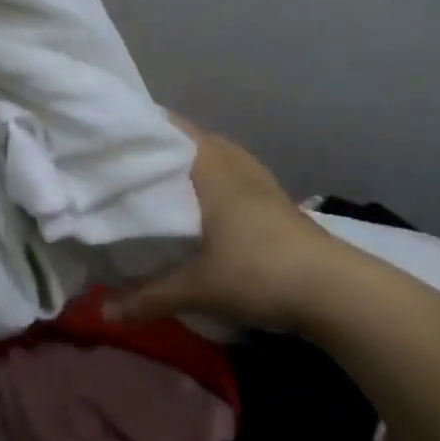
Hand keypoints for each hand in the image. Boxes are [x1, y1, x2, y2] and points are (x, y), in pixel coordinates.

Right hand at [107, 117, 344, 330]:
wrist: (336, 292)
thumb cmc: (258, 273)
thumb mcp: (196, 289)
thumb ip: (147, 297)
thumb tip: (103, 313)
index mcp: (212, 169)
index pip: (174, 130)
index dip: (144, 127)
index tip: (112, 135)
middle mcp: (236, 166)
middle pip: (196, 140)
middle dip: (163, 147)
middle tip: (128, 161)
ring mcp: (262, 183)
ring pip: (220, 158)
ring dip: (193, 164)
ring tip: (161, 180)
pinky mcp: (277, 203)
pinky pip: (235, 177)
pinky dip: (214, 182)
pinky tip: (204, 206)